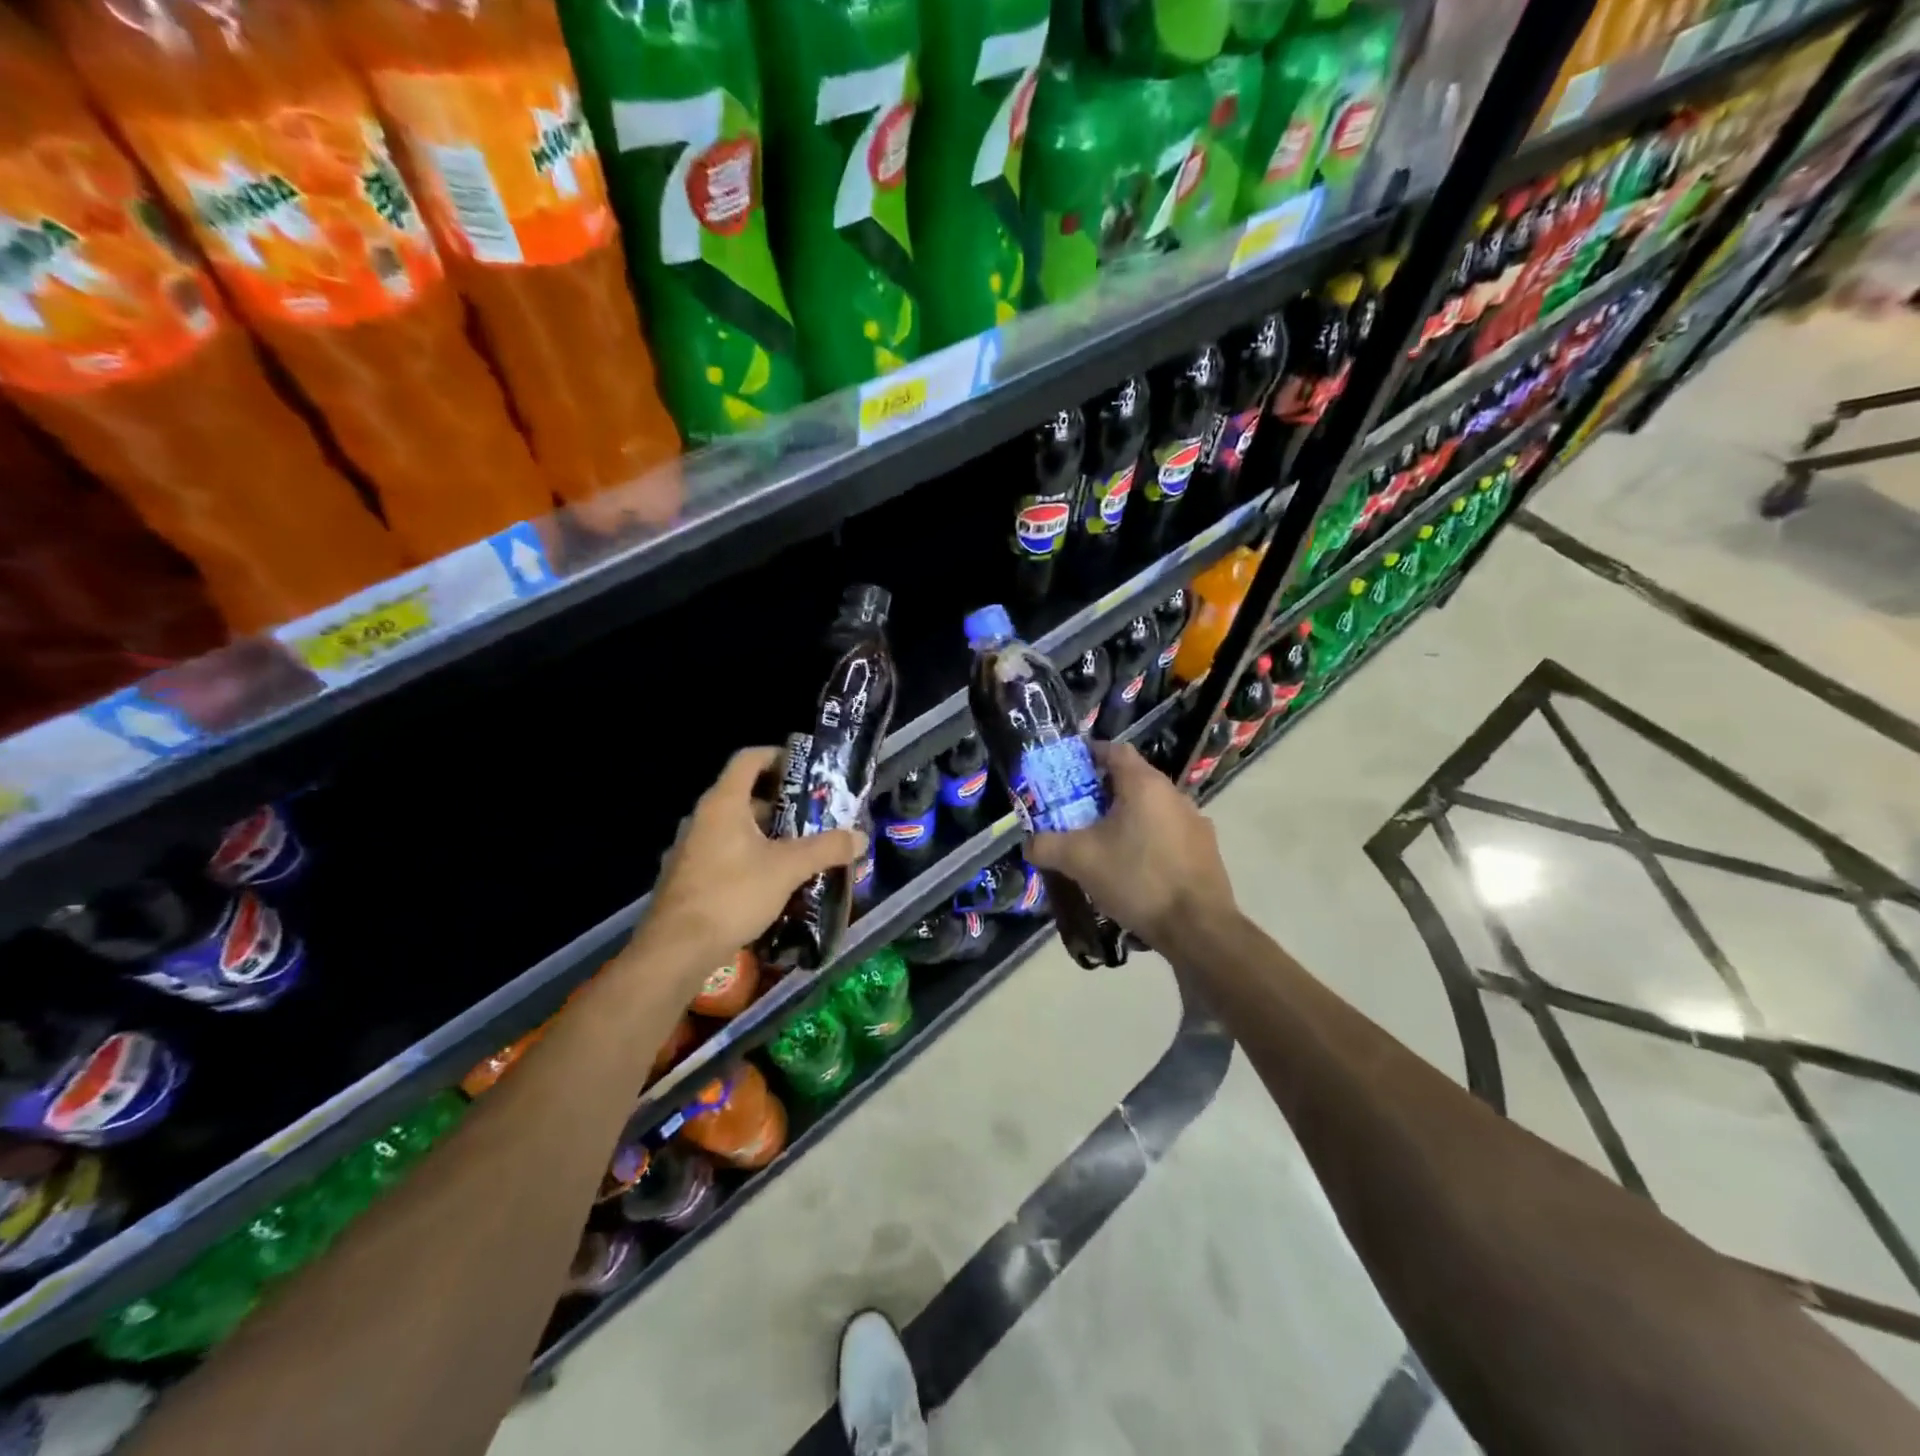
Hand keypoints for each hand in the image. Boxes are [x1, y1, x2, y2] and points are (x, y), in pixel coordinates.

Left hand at [635, 747, 865, 972]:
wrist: (676, 950)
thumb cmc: (732, 894)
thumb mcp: (788, 868)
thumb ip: (827, 848)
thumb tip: (860, 837)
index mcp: (723, 803)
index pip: (749, 759)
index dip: (779, 756)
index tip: (808, 769)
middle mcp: (703, 818)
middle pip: (746, 795)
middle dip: (783, 803)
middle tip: (816, 815)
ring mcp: (691, 848)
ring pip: (736, 828)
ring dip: (769, 833)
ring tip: (803, 848)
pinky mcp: (689, 877)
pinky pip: (726, 853)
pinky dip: (751, 856)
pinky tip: (774, 880)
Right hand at [1026, 741, 1236, 947]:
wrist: (1197, 927)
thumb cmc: (1136, 880)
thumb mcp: (1079, 861)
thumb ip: (1046, 846)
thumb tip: (1028, 844)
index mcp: (1145, 785)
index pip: (1115, 750)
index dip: (1090, 754)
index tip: (1069, 770)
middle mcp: (1174, 794)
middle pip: (1133, 780)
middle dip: (1103, 792)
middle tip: (1077, 812)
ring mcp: (1195, 822)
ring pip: (1152, 809)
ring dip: (1127, 818)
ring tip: (1103, 844)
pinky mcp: (1205, 850)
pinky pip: (1168, 833)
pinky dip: (1148, 840)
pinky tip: (1134, 869)